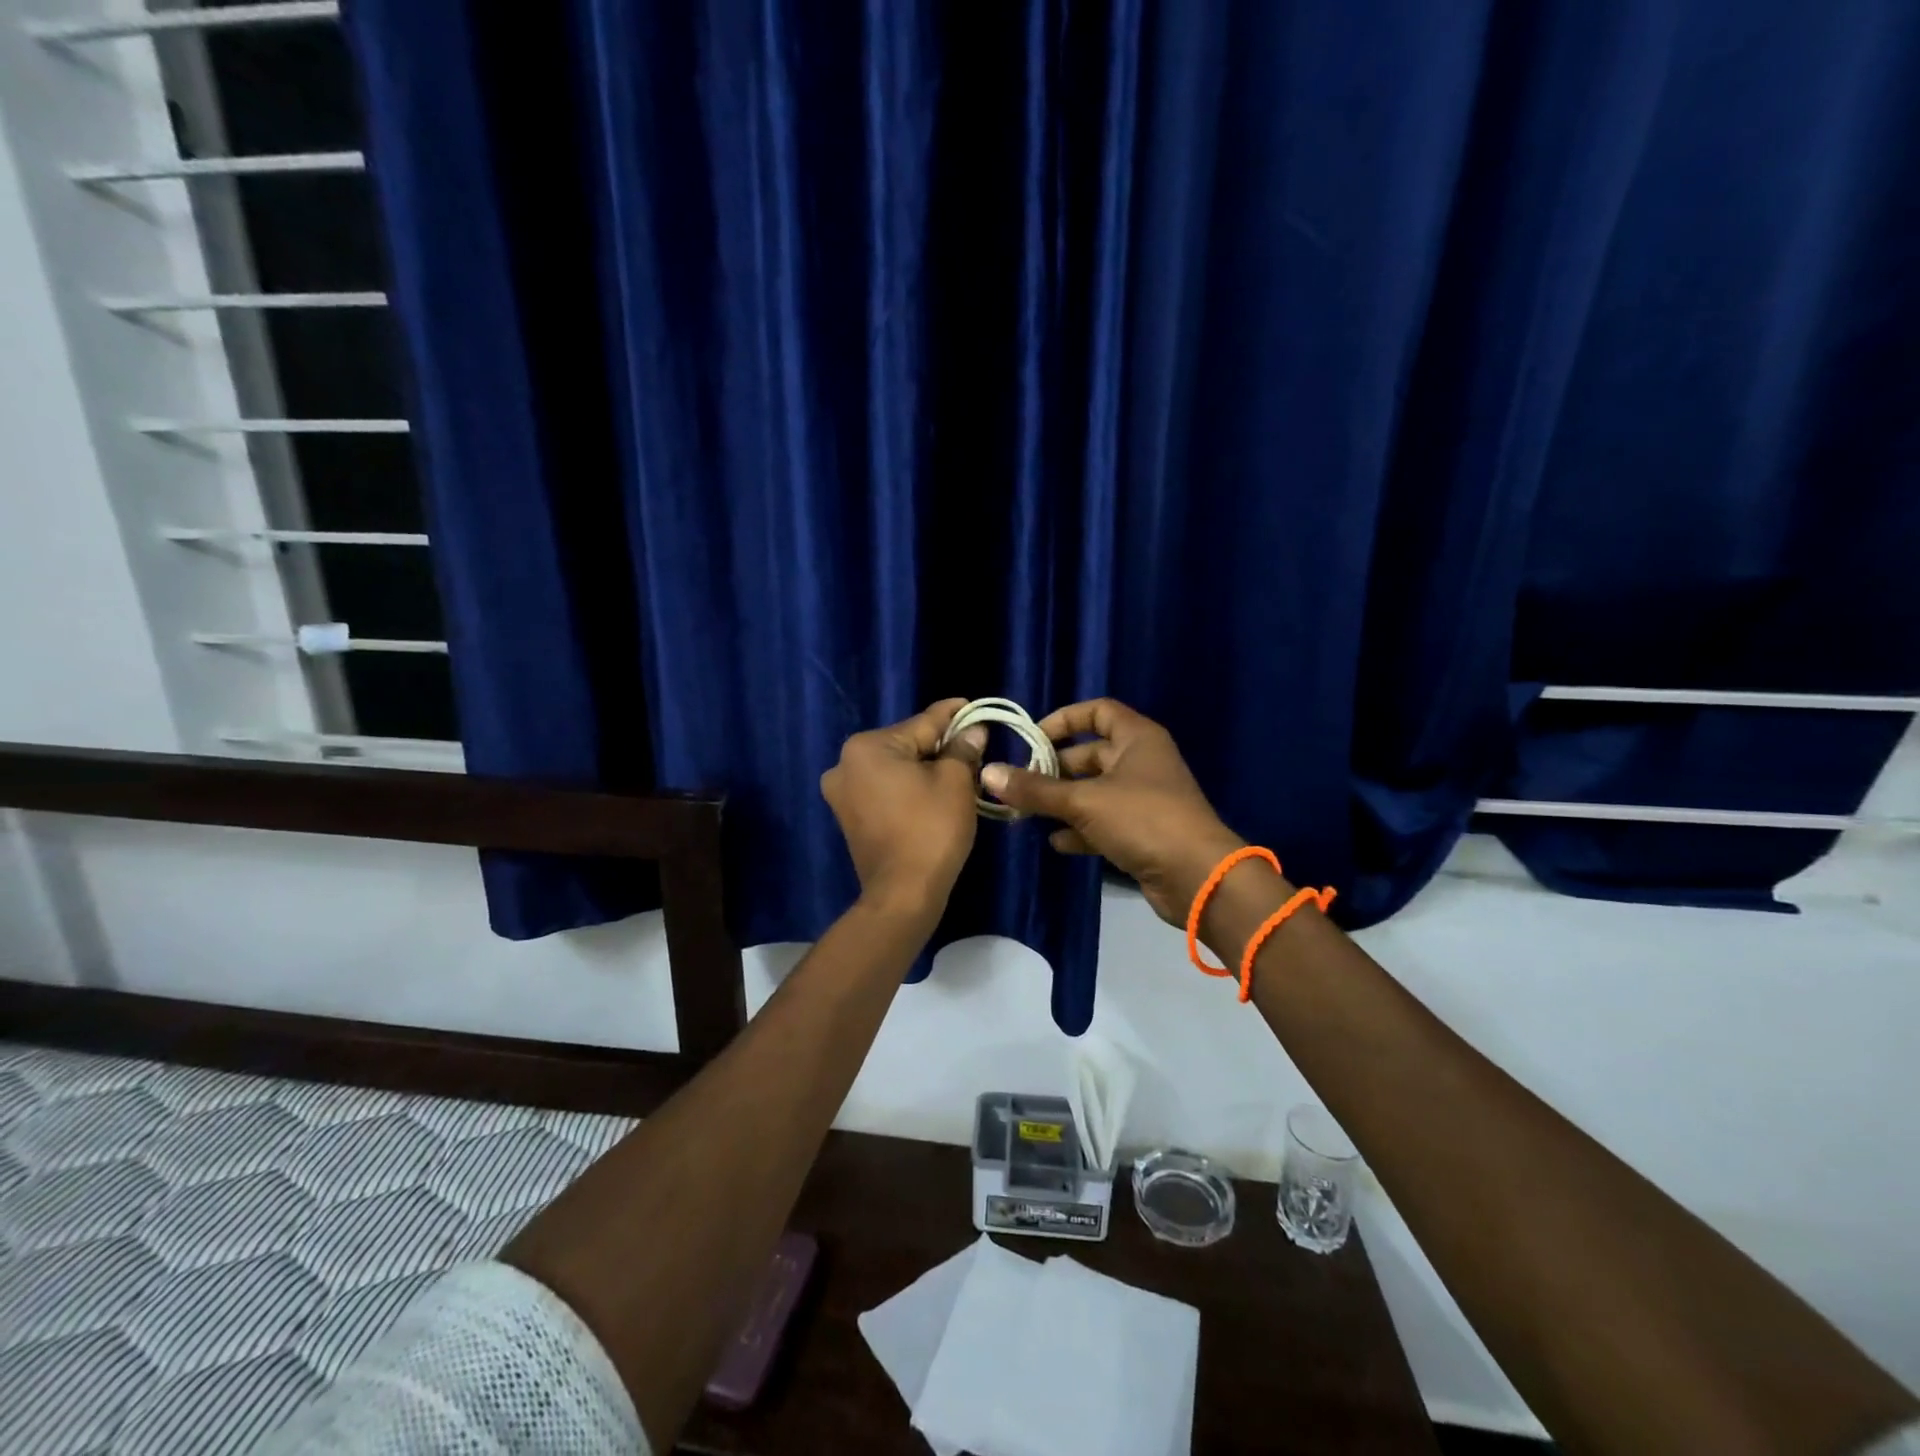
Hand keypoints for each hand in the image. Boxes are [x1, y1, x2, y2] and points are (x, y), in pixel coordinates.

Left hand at [820, 699, 986, 917]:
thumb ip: (962, 748)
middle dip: (939, 745)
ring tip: (959, 771)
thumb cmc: (931, 830)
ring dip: (924, 768)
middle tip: (974, 747)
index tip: (974, 706)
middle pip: (906, 744)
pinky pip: (885, 789)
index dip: (954, 715)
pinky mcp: (848, 815)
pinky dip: (908, 788)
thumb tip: (973, 730)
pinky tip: (932, 793)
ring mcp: (842, 792)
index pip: (923, 723)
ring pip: (895, 767)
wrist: (903, 894)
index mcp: (868, 746)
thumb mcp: (955, 782)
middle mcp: (846, 763)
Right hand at [978, 698, 1244, 924]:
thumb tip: (989, 774)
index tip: (1031, 739)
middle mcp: (1141, 762)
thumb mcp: (1083, 801)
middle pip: (1090, 754)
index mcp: (1137, 738)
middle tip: (1020, 784)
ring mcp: (1143, 798)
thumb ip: (1035, 789)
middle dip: (1054, 768)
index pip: (1097, 711)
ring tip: (1027, 814)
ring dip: (1063, 802)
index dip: (1063, 719)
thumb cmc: (1143, 820)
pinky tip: (1056, 842)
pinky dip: (1080, 829)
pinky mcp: (1143, 832)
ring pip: (1094, 791)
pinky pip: (1104, 822)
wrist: (1198, 877)